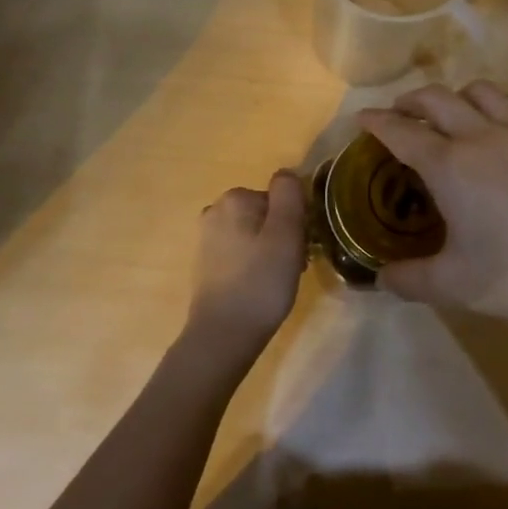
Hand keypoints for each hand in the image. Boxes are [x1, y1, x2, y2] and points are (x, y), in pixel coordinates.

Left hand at [183, 171, 307, 366]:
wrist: (223, 335)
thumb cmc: (261, 282)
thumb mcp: (285, 234)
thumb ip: (289, 196)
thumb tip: (286, 173)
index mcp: (235, 198)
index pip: (281, 198)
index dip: (296, 222)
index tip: (301, 248)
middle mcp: (216, 210)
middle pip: (267, 214)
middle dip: (284, 236)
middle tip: (293, 267)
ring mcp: (207, 237)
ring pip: (255, 234)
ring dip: (272, 251)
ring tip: (279, 281)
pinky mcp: (206, 263)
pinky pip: (242, 252)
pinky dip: (255, 264)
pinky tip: (261, 288)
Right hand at [358, 83, 507, 335]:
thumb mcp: (451, 287)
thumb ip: (407, 279)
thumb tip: (379, 278)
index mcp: (450, 166)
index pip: (401, 132)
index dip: (376, 122)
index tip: (362, 118)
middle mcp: (482, 136)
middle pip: (436, 98)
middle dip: (410, 101)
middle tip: (400, 115)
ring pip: (482, 91)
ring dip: (458, 96)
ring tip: (452, 114)